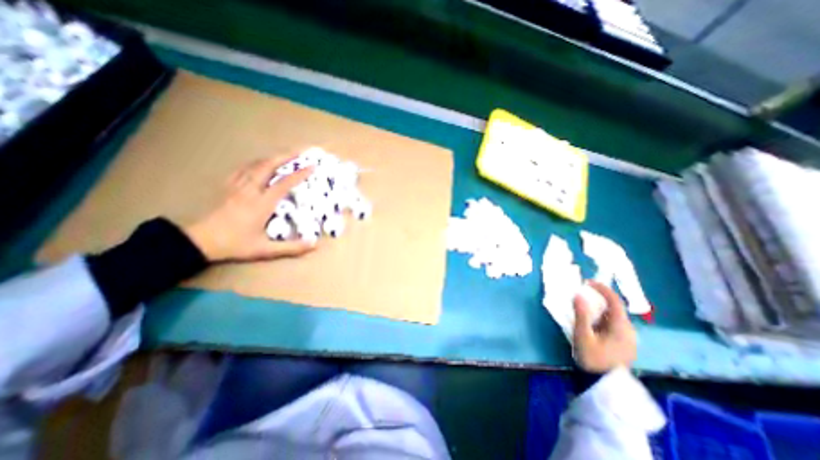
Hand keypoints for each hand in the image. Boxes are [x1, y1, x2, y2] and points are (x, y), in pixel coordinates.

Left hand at [184, 156, 314, 262]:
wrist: (198, 241)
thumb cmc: (235, 245)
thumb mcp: (265, 250)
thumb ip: (291, 248)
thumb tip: (314, 244)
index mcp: (261, 204)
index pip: (284, 184)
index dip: (299, 174)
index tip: (312, 166)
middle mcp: (250, 190)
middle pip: (268, 166)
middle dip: (286, 156)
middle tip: (300, 151)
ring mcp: (237, 186)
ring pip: (255, 164)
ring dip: (272, 157)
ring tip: (285, 155)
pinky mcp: (227, 187)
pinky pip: (243, 169)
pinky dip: (256, 163)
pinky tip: (259, 164)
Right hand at [572, 281, 635, 372]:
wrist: (604, 385)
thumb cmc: (593, 358)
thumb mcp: (583, 335)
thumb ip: (581, 314)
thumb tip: (578, 294)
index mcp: (622, 327)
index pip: (615, 302)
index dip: (603, 289)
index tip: (588, 282)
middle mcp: (629, 331)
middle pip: (616, 309)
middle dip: (600, 298)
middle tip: (583, 293)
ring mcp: (629, 339)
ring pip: (615, 317)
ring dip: (600, 309)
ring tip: (584, 307)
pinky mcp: (624, 345)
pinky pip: (614, 325)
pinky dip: (602, 318)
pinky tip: (592, 322)